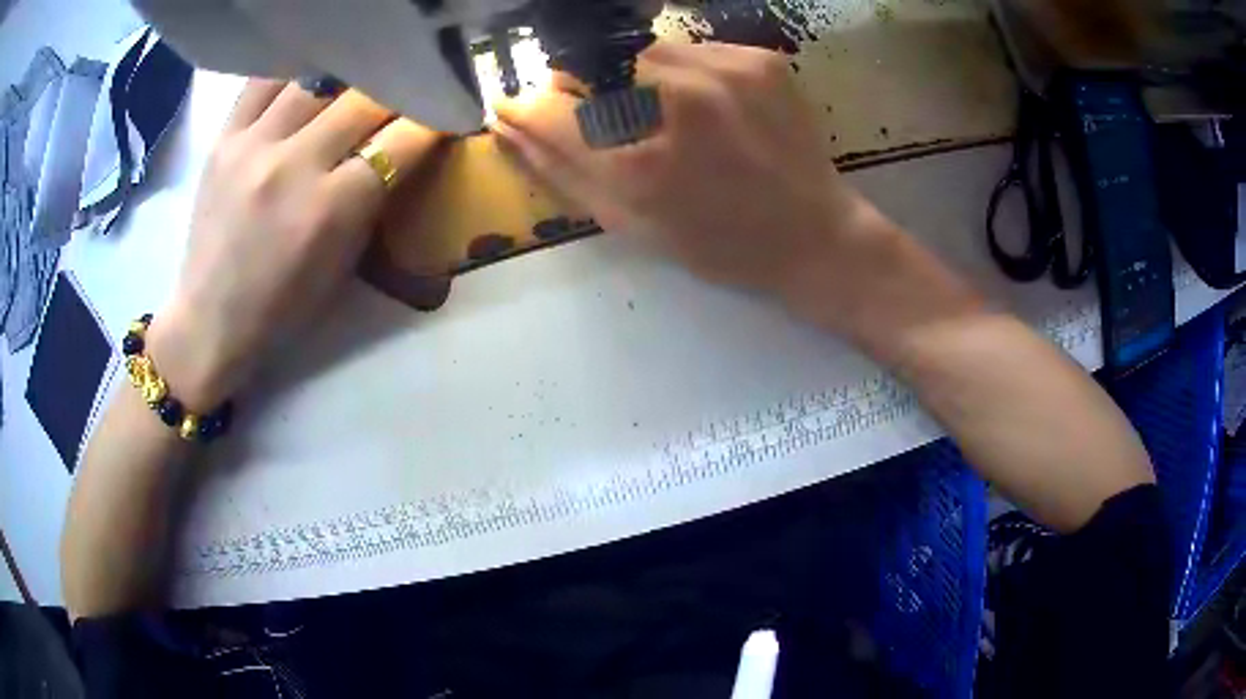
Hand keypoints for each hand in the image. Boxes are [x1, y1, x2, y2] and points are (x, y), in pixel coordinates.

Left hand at [151, 80, 443, 410]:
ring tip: (354, 80)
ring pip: (317, 78)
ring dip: (347, 78)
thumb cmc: (284, 308)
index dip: (435, 119)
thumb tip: (401, 146)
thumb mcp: (344, 265)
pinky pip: (264, 81)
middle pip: (364, 99)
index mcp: (330, 211)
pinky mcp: (223, 139)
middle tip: (407, 89)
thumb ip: (373, 200)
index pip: (403, 141)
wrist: (211, 321)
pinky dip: (293, 73)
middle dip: (398, 91)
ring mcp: (253, 146)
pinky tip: (306, 76)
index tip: (448, 109)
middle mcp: (292, 167)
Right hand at [493, 42, 903, 332]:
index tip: (513, 108)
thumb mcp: (631, 223)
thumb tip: (508, 126)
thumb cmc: (719, 244)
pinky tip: (701, 107)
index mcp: (643, 161)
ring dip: (630, 76)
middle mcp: (681, 97)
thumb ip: (561, 171)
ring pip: (641, 50)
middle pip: (593, 63)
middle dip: (579, 86)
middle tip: (595, 115)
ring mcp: (727, 68)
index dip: (523, 109)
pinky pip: (691, 49)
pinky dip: (679, 73)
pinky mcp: (758, 57)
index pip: (550, 112)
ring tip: (657, 113)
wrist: (816, 235)